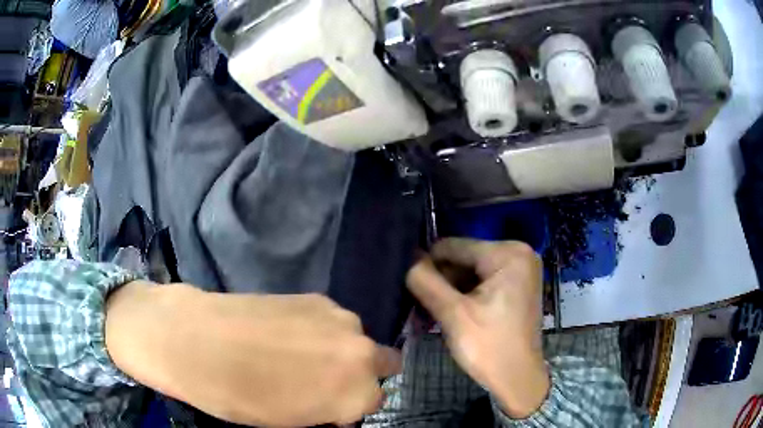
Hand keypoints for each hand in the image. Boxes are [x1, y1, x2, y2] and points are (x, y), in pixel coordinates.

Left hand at [105, 282, 399, 425]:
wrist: (194, 339)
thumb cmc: (237, 396)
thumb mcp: (290, 420)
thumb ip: (329, 409)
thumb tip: (338, 401)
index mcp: (355, 392)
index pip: (375, 400)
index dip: (350, 406)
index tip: (327, 407)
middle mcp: (359, 351)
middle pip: (381, 363)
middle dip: (359, 375)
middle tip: (320, 381)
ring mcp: (338, 318)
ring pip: (356, 340)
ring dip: (339, 350)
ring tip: (295, 354)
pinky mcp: (315, 297)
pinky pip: (332, 321)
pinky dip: (320, 331)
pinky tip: (285, 333)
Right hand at [406, 238, 549, 417]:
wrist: (517, 379)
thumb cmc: (489, 347)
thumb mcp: (453, 314)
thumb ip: (426, 282)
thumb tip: (407, 259)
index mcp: (508, 253)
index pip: (454, 246)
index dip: (427, 264)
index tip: (408, 285)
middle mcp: (518, 253)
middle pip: (463, 258)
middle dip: (440, 280)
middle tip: (419, 304)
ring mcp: (520, 270)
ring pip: (470, 271)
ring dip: (449, 289)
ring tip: (430, 310)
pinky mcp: (517, 286)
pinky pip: (482, 282)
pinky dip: (464, 295)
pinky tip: (448, 311)